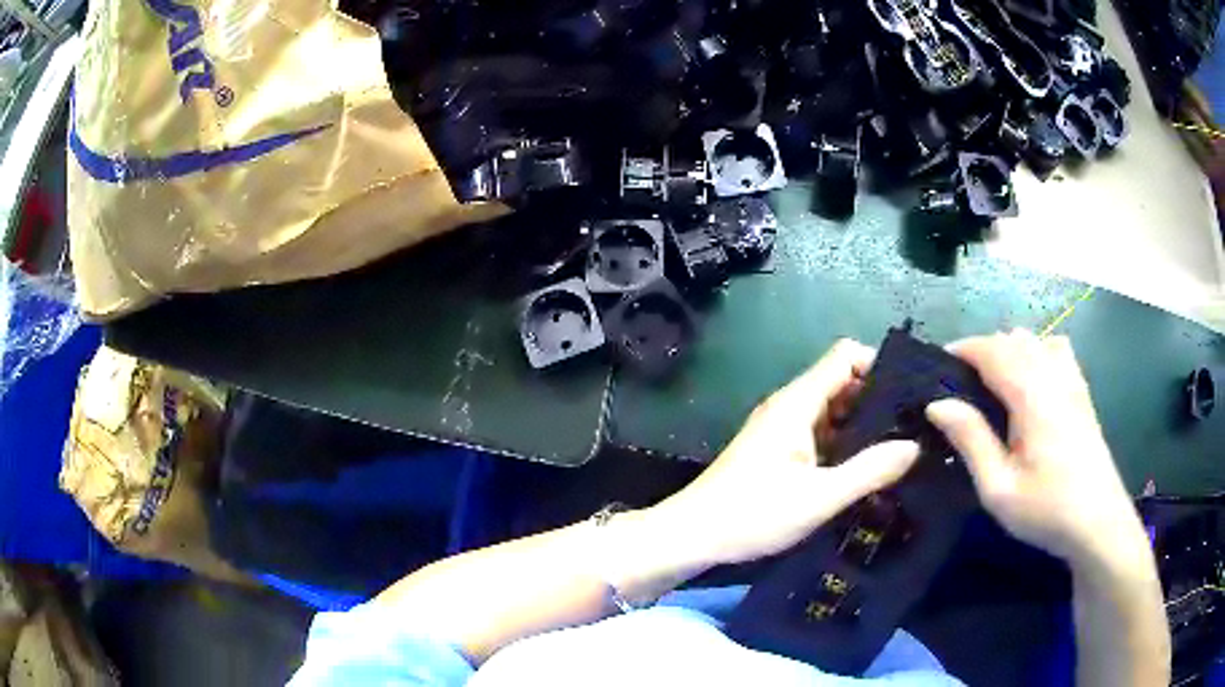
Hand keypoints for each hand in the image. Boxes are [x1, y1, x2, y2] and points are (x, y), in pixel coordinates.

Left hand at [649, 339, 919, 566]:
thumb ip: (870, 471)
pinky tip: (866, 469)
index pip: (846, 356)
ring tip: (901, 448)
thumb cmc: (752, 514)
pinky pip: (820, 436)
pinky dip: (844, 445)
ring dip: (863, 427)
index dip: (880, 366)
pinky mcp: (778, 452)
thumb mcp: (819, 497)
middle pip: (842, 383)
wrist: (692, 536)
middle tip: (916, 427)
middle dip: (878, 400)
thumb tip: (915, 446)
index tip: (911, 395)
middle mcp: (790, 406)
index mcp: (798, 403)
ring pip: (833, 413)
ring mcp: (782, 429)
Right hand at [925, 330, 1147, 569]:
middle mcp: (1053, 375)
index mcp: (1031, 395)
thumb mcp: (999, 488)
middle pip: (1013, 339)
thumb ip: (971, 441)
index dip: (963, 349)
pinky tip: (1032, 379)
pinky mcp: (1082, 391)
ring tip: (993, 380)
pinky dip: (1036, 350)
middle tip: (961, 383)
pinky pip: (1056, 349)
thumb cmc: (1046, 510)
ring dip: (1009, 348)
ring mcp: (1072, 380)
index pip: (992, 350)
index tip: (937, 364)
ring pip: (1036, 339)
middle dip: (983, 349)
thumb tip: (938, 404)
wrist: (1098, 522)